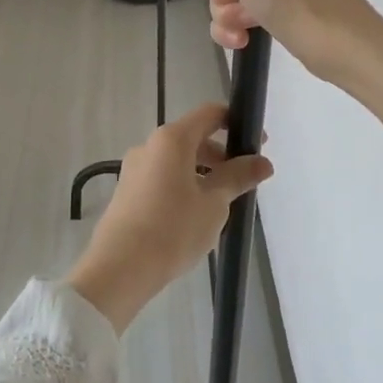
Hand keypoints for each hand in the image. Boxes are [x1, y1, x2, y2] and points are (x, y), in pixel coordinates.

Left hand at [66, 102, 273, 332]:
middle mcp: (149, 146)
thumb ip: (238, 177)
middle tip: (243, 181)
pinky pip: (162, 178)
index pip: (209, 114)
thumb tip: (263, 162)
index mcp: (171, 139)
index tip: (258, 144)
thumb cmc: (173, 229)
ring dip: (203, 173)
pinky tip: (194, 217)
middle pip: (192, 138)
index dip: (236, 123)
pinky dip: (183, 185)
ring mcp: (134, 168)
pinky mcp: (127, 191)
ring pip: (177, 160)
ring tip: (221, 204)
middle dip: (221, 154)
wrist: (120, 267)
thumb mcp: (214, 203)